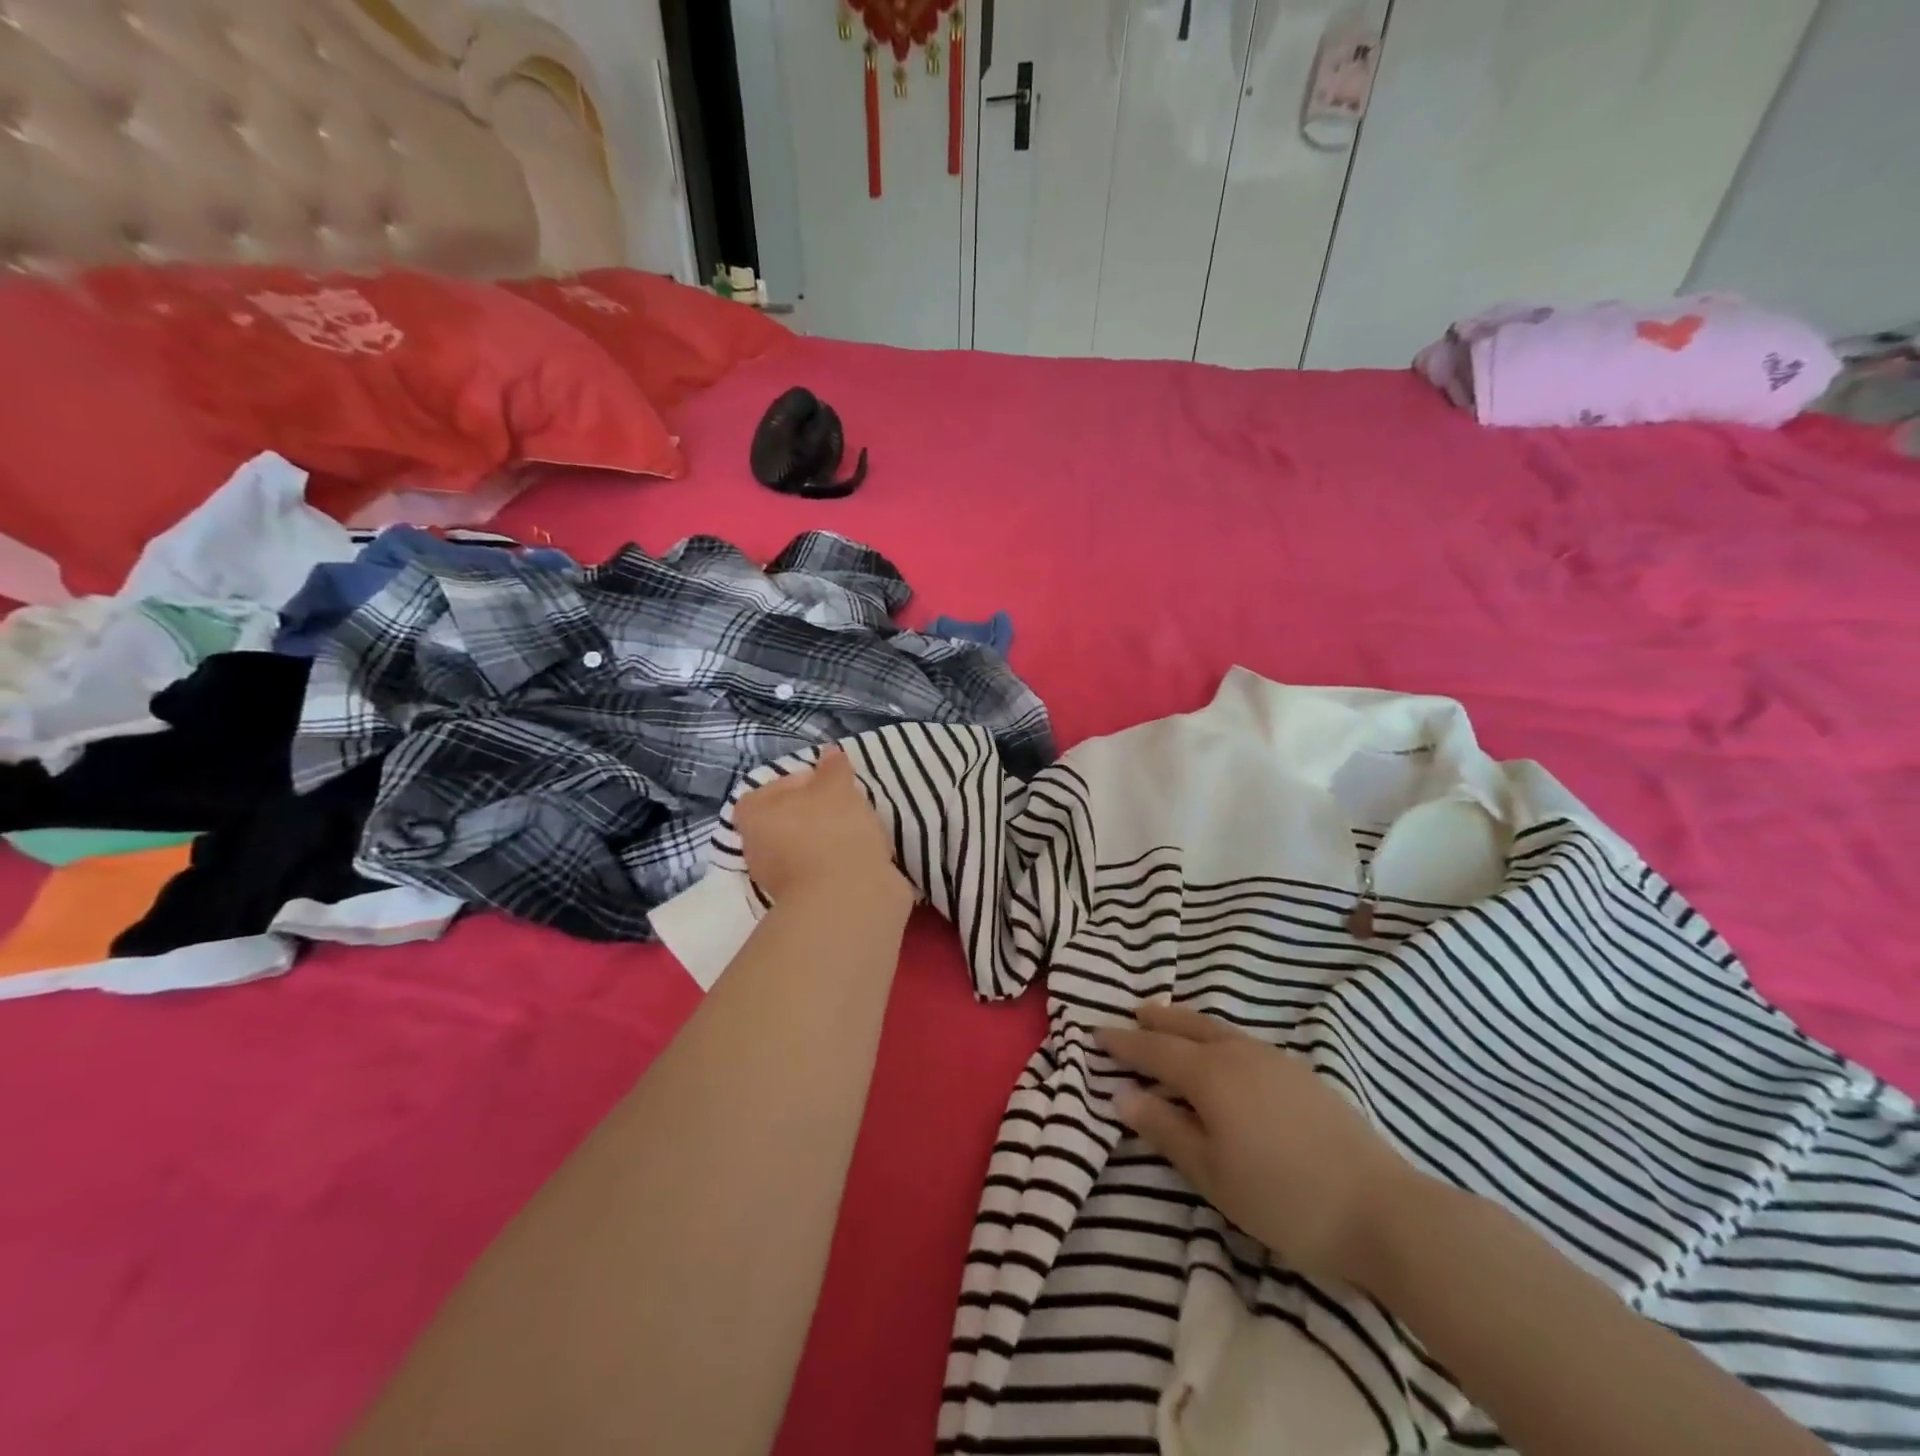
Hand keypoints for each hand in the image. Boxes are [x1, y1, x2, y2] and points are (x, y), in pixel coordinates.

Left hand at [734, 748, 909, 907]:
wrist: (848, 899)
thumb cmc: (832, 831)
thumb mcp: (837, 787)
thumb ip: (833, 768)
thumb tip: (830, 753)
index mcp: (754, 816)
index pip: (766, 791)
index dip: (794, 783)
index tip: (826, 783)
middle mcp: (757, 848)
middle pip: (786, 821)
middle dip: (815, 812)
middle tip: (846, 804)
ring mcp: (779, 880)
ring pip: (805, 848)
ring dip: (828, 839)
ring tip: (860, 830)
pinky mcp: (806, 901)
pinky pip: (822, 871)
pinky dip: (838, 863)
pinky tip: (862, 856)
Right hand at [1098, 1002, 1420, 1289]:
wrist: (1382, 1209)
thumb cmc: (1283, 1196)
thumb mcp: (1212, 1174)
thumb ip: (1166, 1129)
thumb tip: (1123, 1095)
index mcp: (1210, 1074)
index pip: (1155, 1050)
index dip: (1124, 1042)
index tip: (1097, 1033)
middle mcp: (1239, 1053)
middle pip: (1189, 1026)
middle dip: (1158, 1020)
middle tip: (1135, 1011)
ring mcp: (1275, 1060)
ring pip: (1219, 1030)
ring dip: (1189, 1025)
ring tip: (1173, 1025)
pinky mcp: (1302, 1074)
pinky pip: (1244, 1041)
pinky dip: (1219, 1037)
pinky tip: (1226, 1055)